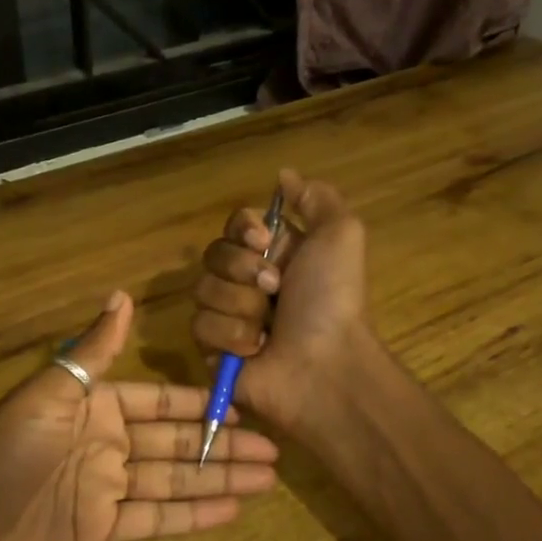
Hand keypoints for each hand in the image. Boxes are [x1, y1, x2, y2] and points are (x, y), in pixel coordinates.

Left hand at [0, 291, 279, 540]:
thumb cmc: (1, 453)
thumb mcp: (49, 394)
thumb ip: (93, 352)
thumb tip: (124, 295)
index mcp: (96, 407)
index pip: (161, 402)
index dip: (202, 404)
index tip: (245, 405)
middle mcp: (107, 444)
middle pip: (177, 442)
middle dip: (223, 445)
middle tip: (275, 450)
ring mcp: (106, 489)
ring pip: (174, 480)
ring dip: (218, 479)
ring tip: (266, 479)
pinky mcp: (102, 531)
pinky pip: (156, 520)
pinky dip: (193, 516)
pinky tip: (231, 511)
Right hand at [191, 169, 371, 434]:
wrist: (322, 364)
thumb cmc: (332, 300)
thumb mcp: (341, 235)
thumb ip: (316, 199)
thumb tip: (283, 176)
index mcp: (274, 254)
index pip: (235, 225)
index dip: (242, 229)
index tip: (263, 240)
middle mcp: (248, 282)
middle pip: (214, 254)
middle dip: (243, 269)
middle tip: (274, 289)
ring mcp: (228, 316)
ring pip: (203, 290)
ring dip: (240, 306)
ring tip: (268, 328)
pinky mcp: (213, 349)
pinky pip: (200, 326)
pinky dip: (231, 336)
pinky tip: (255, 349)